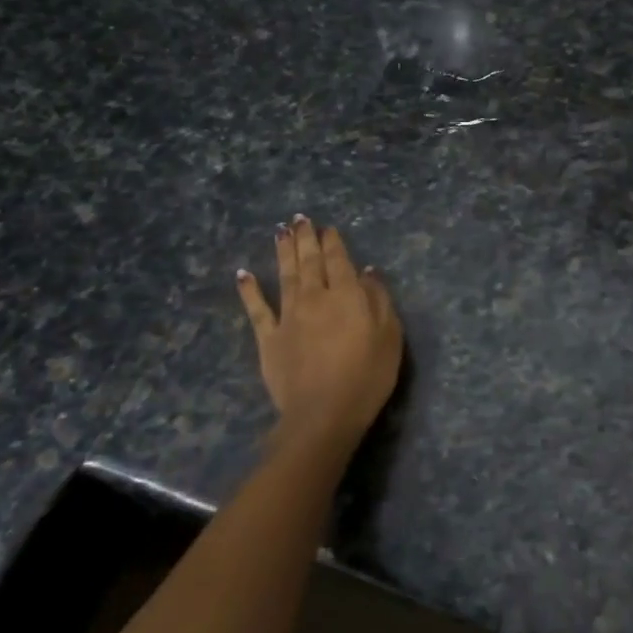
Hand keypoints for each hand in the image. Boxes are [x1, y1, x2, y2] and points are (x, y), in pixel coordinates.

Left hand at [237, 216, 402, 456]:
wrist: (323, 414)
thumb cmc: (367, 376)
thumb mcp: (389, 336)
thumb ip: (379, 300)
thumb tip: (367, 272)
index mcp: (346, 295)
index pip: (339, 260)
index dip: (333, 242)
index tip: (328, 227)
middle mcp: (315, 297)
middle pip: (309, 262)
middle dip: (306, 238)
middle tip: (299, 219)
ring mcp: (288, 316)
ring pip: (285, 276)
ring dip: (282, 252)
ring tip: (280, 232)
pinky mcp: (269, 338)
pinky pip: (257, 309)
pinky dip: (249, 290)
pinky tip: (243, 274)